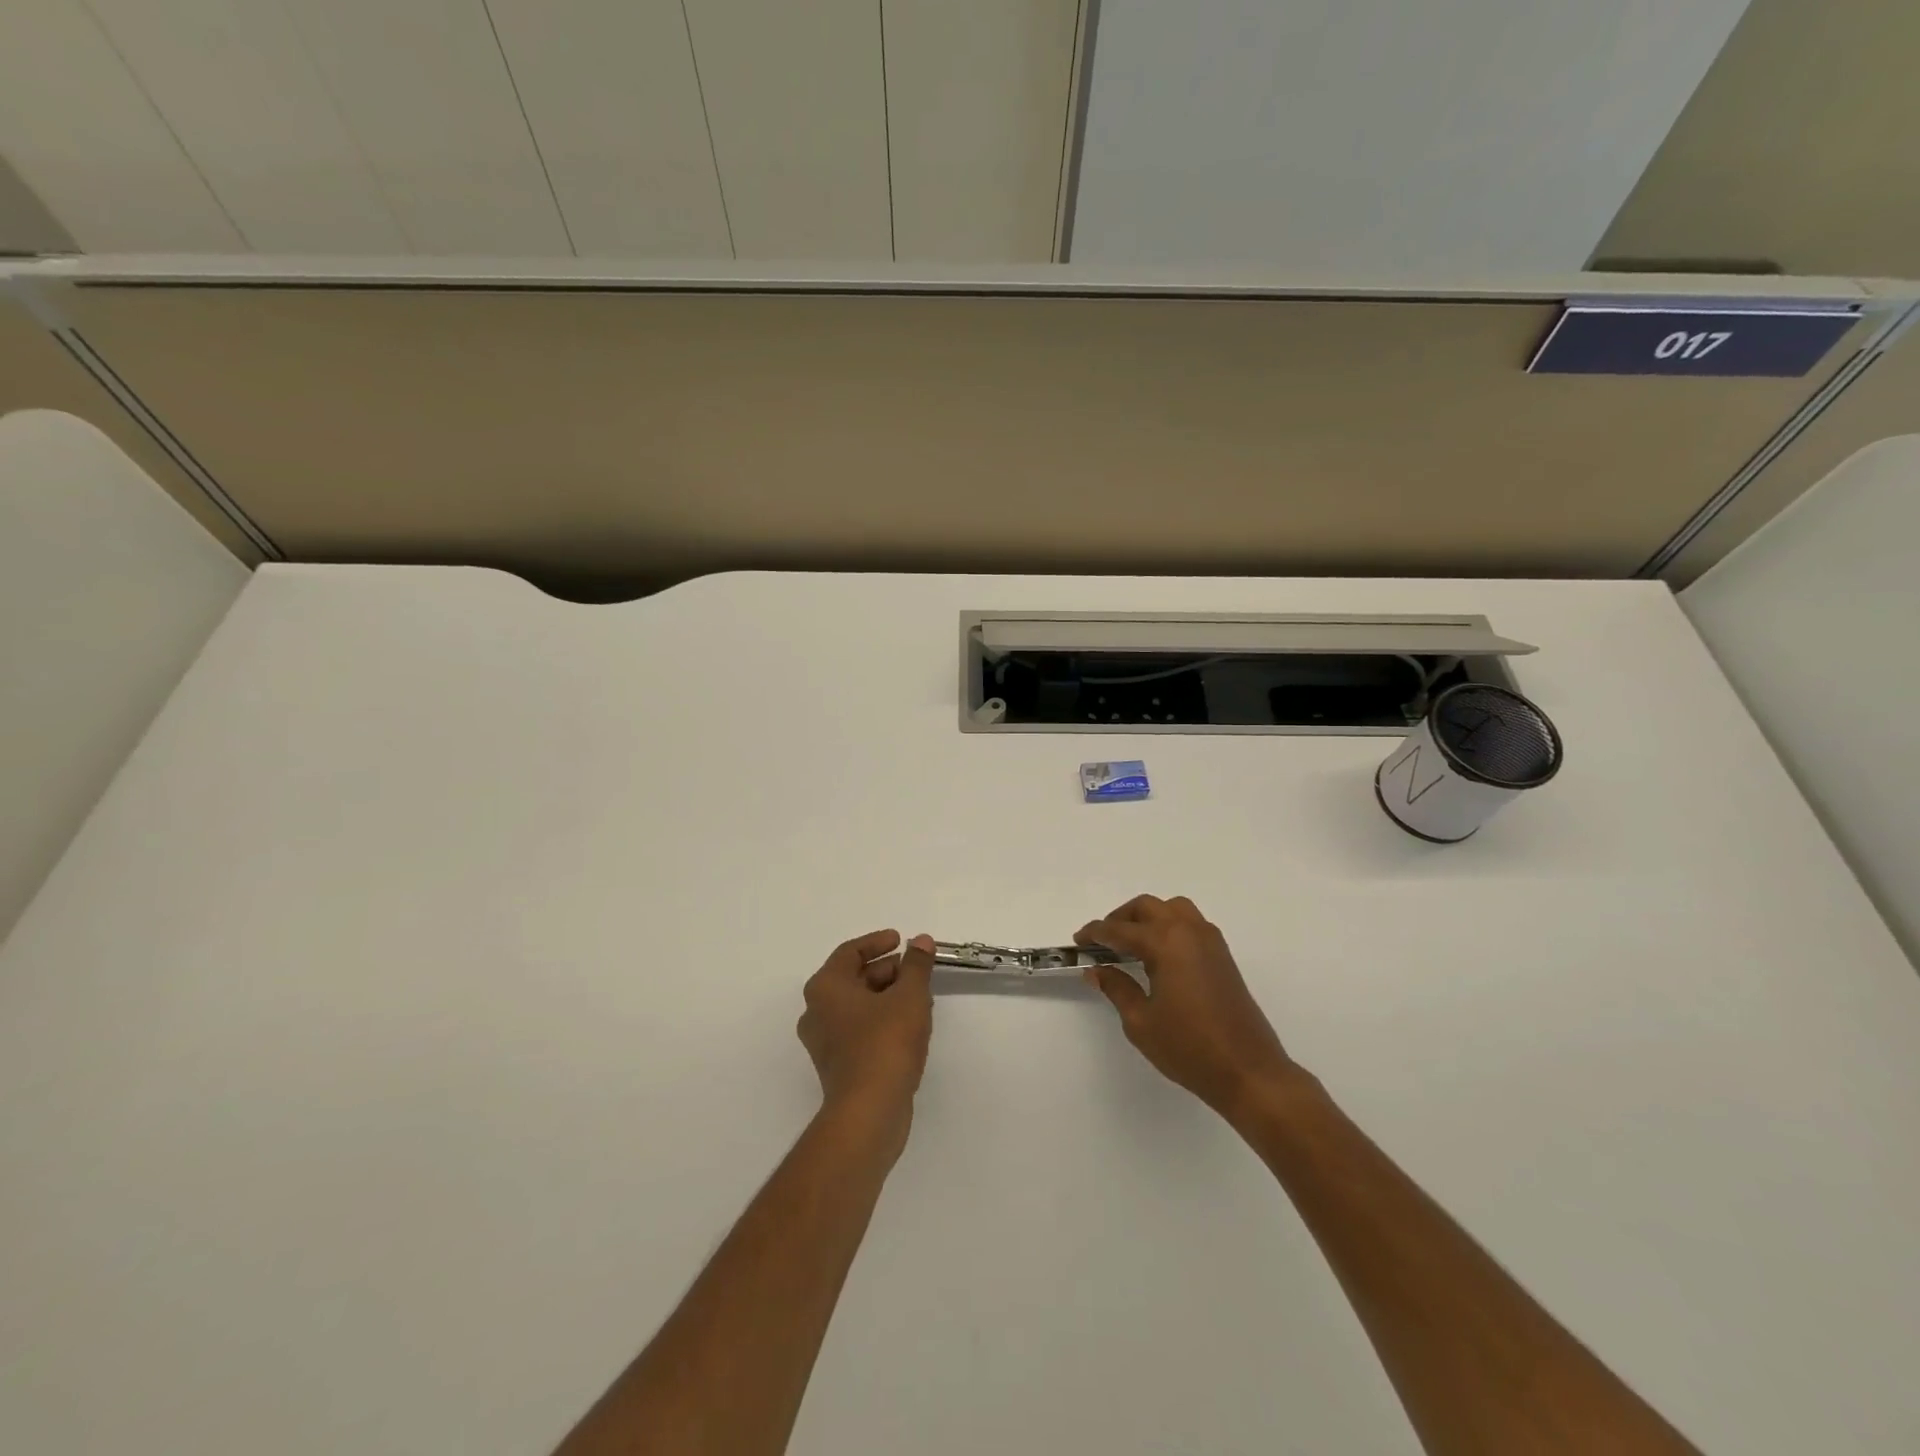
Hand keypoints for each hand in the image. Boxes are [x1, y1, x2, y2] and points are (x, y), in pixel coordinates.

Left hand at [797, 930, 935, 1141]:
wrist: (869, 1112)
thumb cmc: (885, 1043)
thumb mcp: (909, 996)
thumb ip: (916, 965)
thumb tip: (921, 940)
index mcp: (825, 987)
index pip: (850, 952)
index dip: (877, 942)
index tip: (902, 940)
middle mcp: (817, 1011)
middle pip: (853, 978)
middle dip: (887, 971)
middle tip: (916, 971)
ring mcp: (824, 1042)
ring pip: (858, 1006)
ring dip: (888, 996)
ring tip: (920, 997)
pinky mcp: (837, 1066)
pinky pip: (859, 1030)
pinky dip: (882, 1020)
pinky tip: (910, 1026)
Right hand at [1078, 895, 1301, 1121]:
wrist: (1248, 1071)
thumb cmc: (1189, 1048)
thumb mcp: (1141, 1021)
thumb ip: (1117, 988)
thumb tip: (1097, 970)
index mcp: (1165, 943)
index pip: (1120, 930)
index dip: (1095, 933)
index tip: (1078, 941)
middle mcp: (1188, 931)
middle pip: (1147, 907)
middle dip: (1120, 919)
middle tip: (1102, 942)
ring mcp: (1210, 941)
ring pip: (1172, 908)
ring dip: (1148, 917)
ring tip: (1131, 942)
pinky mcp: (1222, 955)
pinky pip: (1190, 923)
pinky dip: (1169, 925)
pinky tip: (1159, 954)